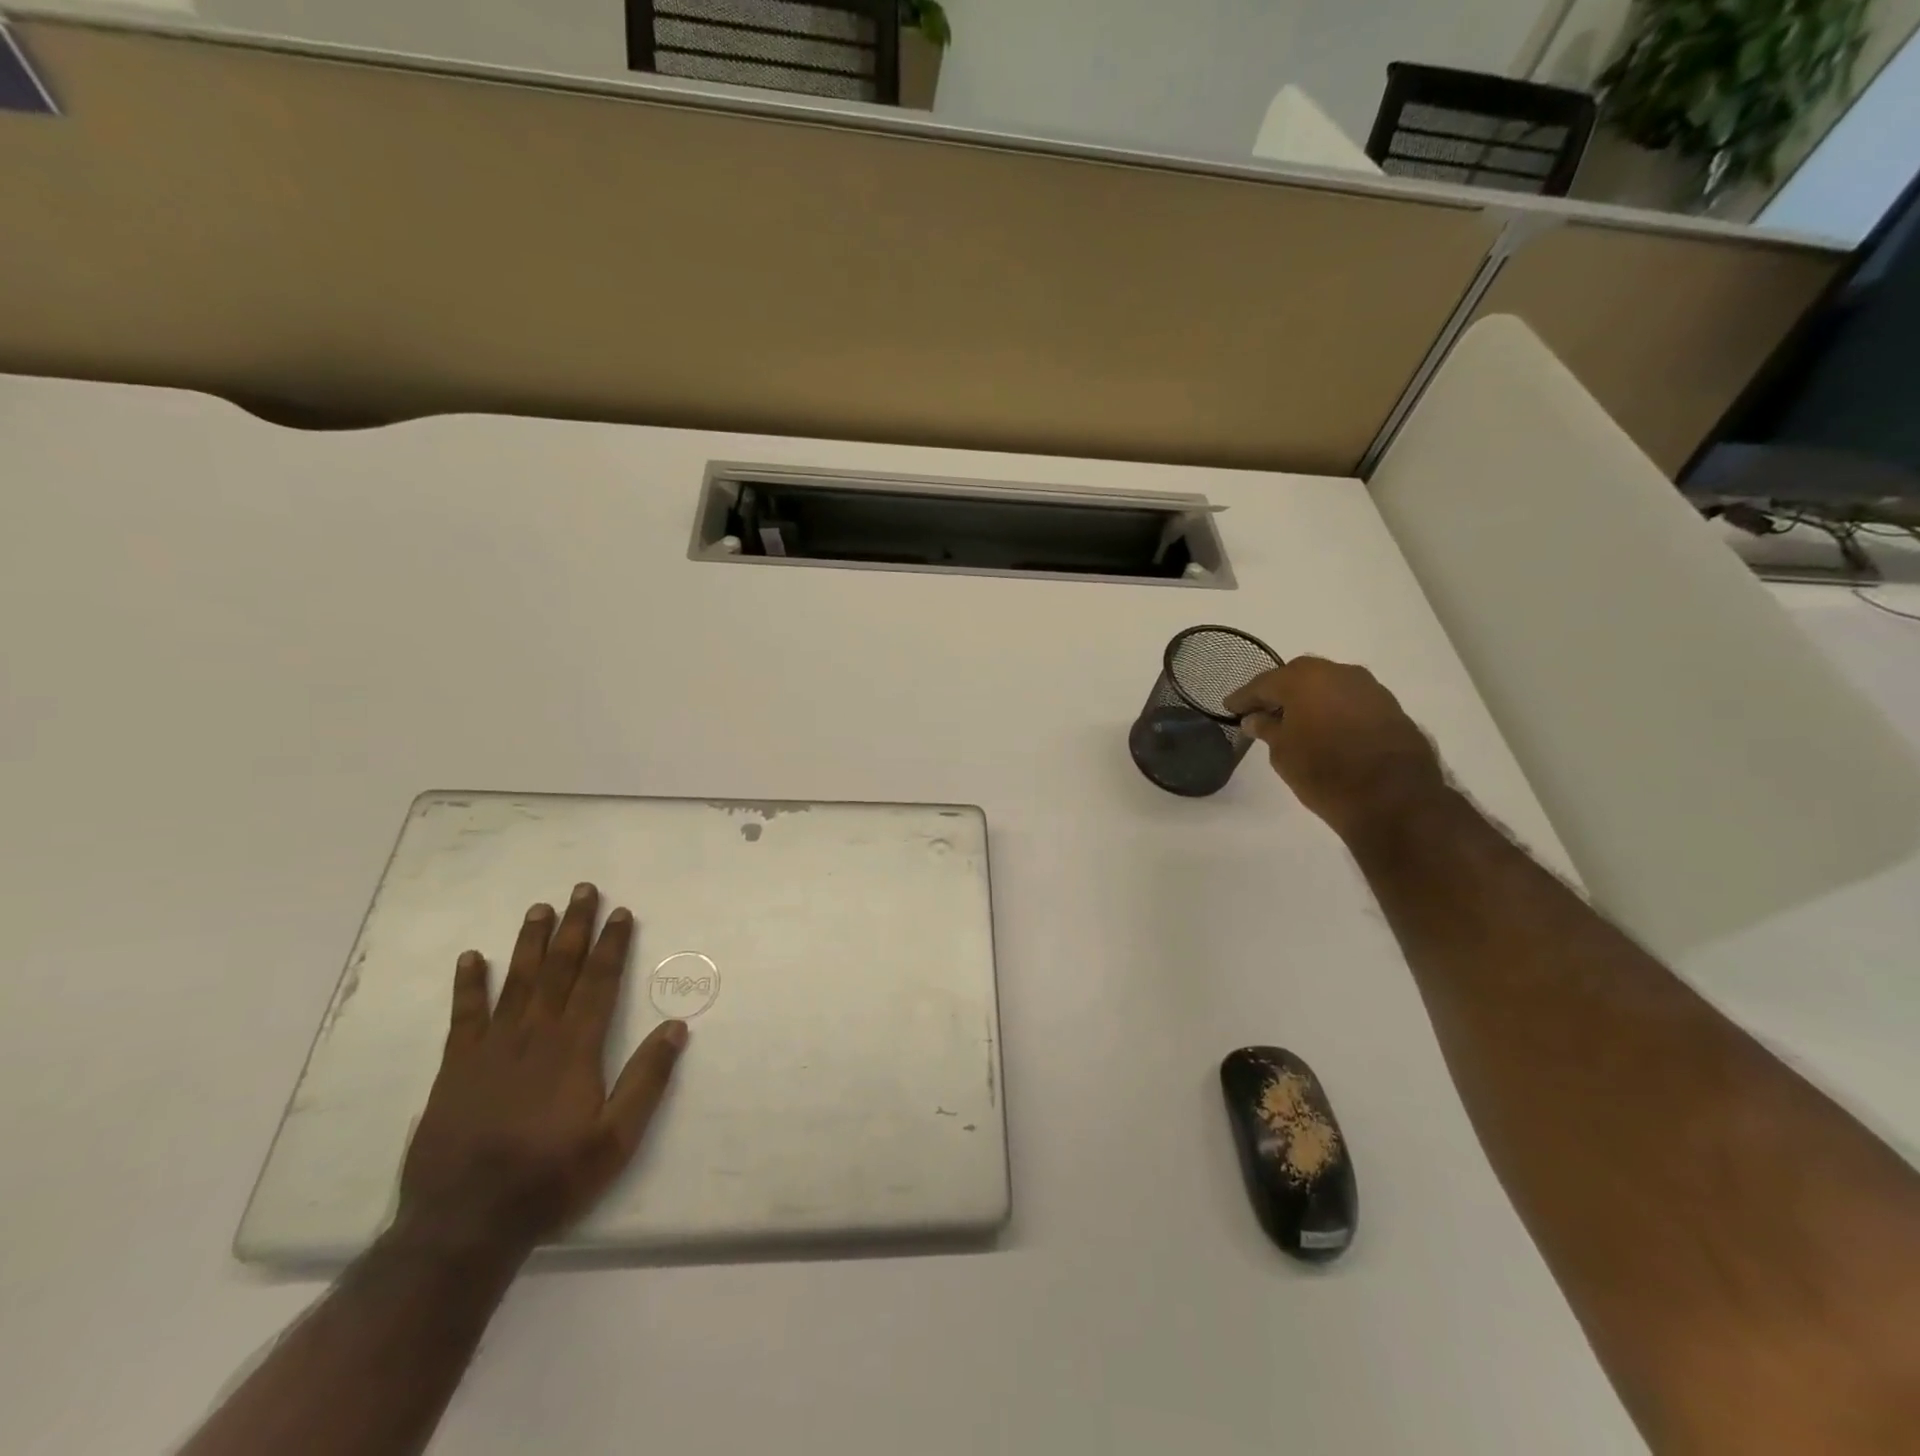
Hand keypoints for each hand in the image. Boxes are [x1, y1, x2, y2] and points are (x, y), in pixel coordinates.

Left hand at [397, 882, 688, 1256]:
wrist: (465, 1223)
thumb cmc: (551, 1177)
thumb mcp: (616, 1138)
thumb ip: (647, 1080)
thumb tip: (677, 1027)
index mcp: (576, 1048)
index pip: (599, 982)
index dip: (612, 945)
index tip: (621, 912)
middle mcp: (535, 1035)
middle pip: (559, 969)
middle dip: (574, 927)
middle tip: (582, 889)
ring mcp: (491, 1048)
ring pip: (516, 981)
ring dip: (529, 942)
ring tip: (539, 908)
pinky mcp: (455, 1068)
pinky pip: (464, 1016)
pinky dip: (468, 984)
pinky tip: (472, 958)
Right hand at [1224, 656, 1445, 841]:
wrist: (1394, 797)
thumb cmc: (1324, 772)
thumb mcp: (1282, 753)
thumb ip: (1267, 729)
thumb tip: (1256, 718)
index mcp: (1303, 679)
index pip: (1263, 684)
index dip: (1243, 698)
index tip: (1229, 707)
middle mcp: (1337, 672)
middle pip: (1298, 676)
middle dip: (1278, 692)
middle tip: (1260, 711)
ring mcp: (1367, 687)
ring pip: (1327, 685)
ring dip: (1308, 699)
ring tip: (1293, 720)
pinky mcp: (1389, 705)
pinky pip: (1349, 699)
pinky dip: (1332, 708)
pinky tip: (1324, 727)